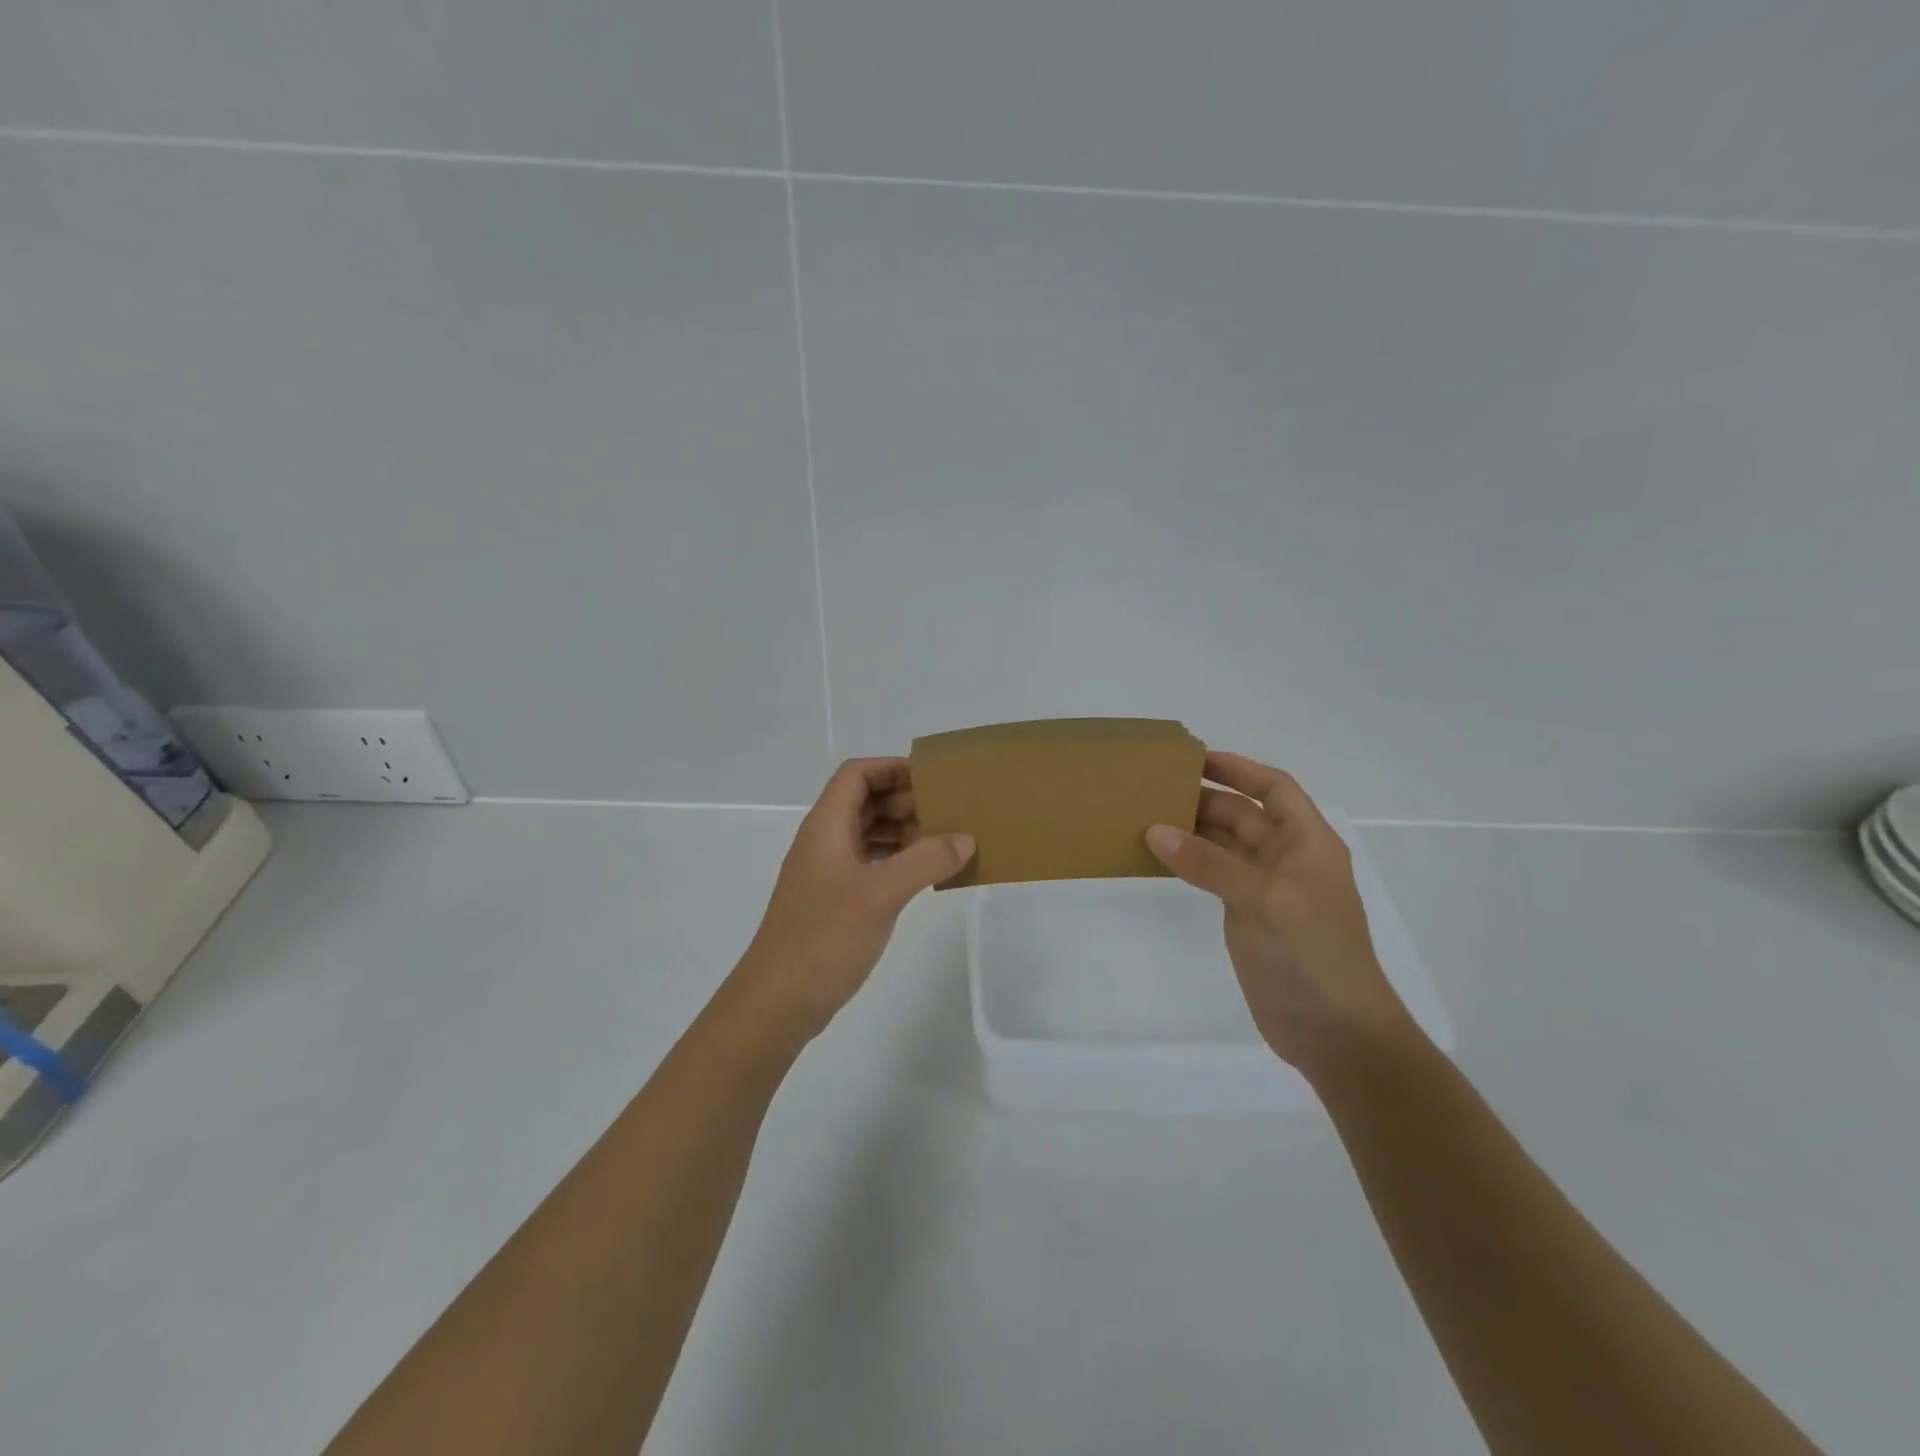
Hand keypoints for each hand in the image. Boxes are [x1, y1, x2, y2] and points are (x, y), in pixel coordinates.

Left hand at [730, 758, 974, 1043]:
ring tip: (945, 843)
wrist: (777, 1002)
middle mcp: (824, 842)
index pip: (857, 774)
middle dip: (906, 801)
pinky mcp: (834, 902)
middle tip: (949, 813)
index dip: (892, 768)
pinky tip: (925, 876)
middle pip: (865, 802)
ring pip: (868, 835)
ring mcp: (827, 873)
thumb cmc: (824, 937)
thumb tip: (965, 838)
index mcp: (826, 826)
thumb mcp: (880, 894)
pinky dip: (897, 862)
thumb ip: (925, 860)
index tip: (933, 780)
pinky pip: (870, 865)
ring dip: (904, 832)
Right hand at [1145, 752, 1410, 1075]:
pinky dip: (1189, 862)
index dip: (1239, 769)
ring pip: (1225, 845)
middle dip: (1205, 798)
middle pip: (1244, 814)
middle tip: (1155, 787)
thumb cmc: (1312, 955)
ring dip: (1192, 830)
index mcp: (1307, 842)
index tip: (1195, 758)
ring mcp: (1266, 889)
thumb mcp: (1264, 900)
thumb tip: (1155, 830)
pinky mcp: (1247, 914)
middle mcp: (1287, 858)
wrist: (1334, 1032)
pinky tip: (1159, 855)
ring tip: (1147, 815)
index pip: (1274, 788)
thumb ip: (1209, 863)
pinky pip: (1214, 875)